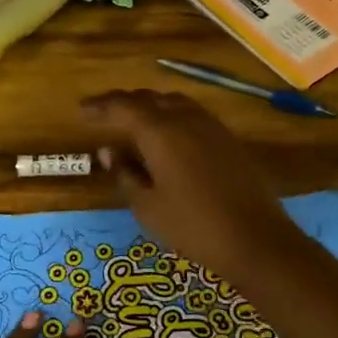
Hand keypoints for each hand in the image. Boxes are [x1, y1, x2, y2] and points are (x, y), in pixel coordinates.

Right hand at [81, 88, 308, 280]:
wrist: (255, 239)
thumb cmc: (193, 226)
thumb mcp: (148, 206)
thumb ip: (125, 174)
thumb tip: (109, 151)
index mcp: (160, 132)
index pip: (123, 106)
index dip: (100, 106)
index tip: (82, 110)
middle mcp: (186, 119)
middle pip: (150, 99)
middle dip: (125, 103)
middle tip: (104, 115)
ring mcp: (212, 127)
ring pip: (174, 103)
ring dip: (151, 107)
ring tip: (134, 123)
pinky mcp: (229, 140)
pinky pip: (193, 115)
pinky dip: (173, 117)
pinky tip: (168, 137)